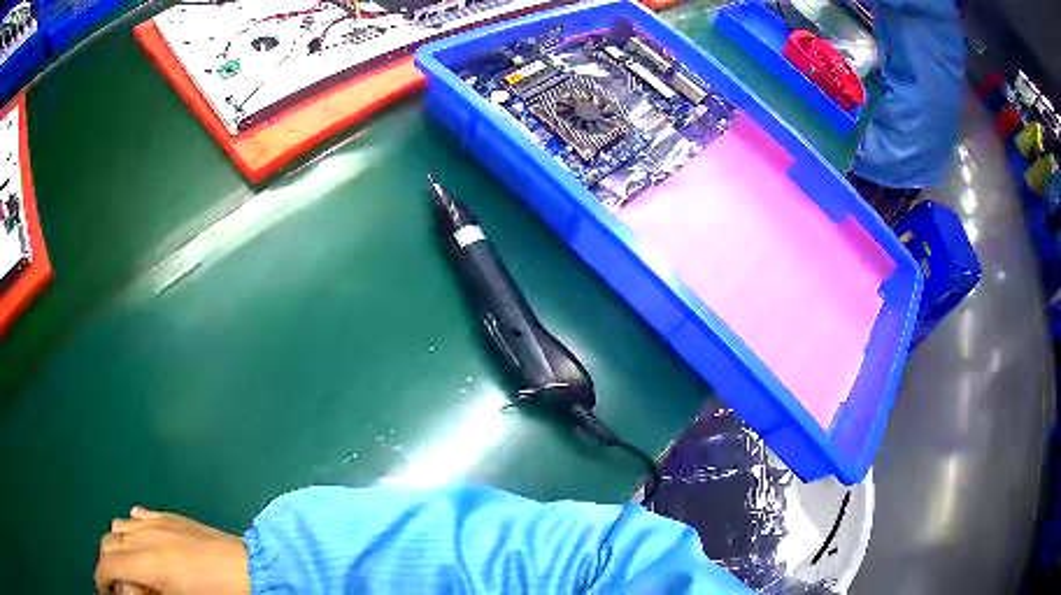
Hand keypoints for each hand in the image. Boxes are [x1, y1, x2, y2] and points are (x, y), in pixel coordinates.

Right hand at [95, 506, 250, 594]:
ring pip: (121, 526)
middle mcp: (149, 535)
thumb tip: (130, 590)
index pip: (110, 564)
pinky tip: (139, 540)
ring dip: (117, 545)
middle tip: (114, 583)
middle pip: (110, 542)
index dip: (101, 577)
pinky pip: (142, 518)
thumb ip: (148, 593)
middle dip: (106, 562)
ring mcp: (161, 522)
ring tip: (125, 567)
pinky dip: (133, 529)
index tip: (102, 588)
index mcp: (150, 561)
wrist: (259, 572)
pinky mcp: (175, 518)